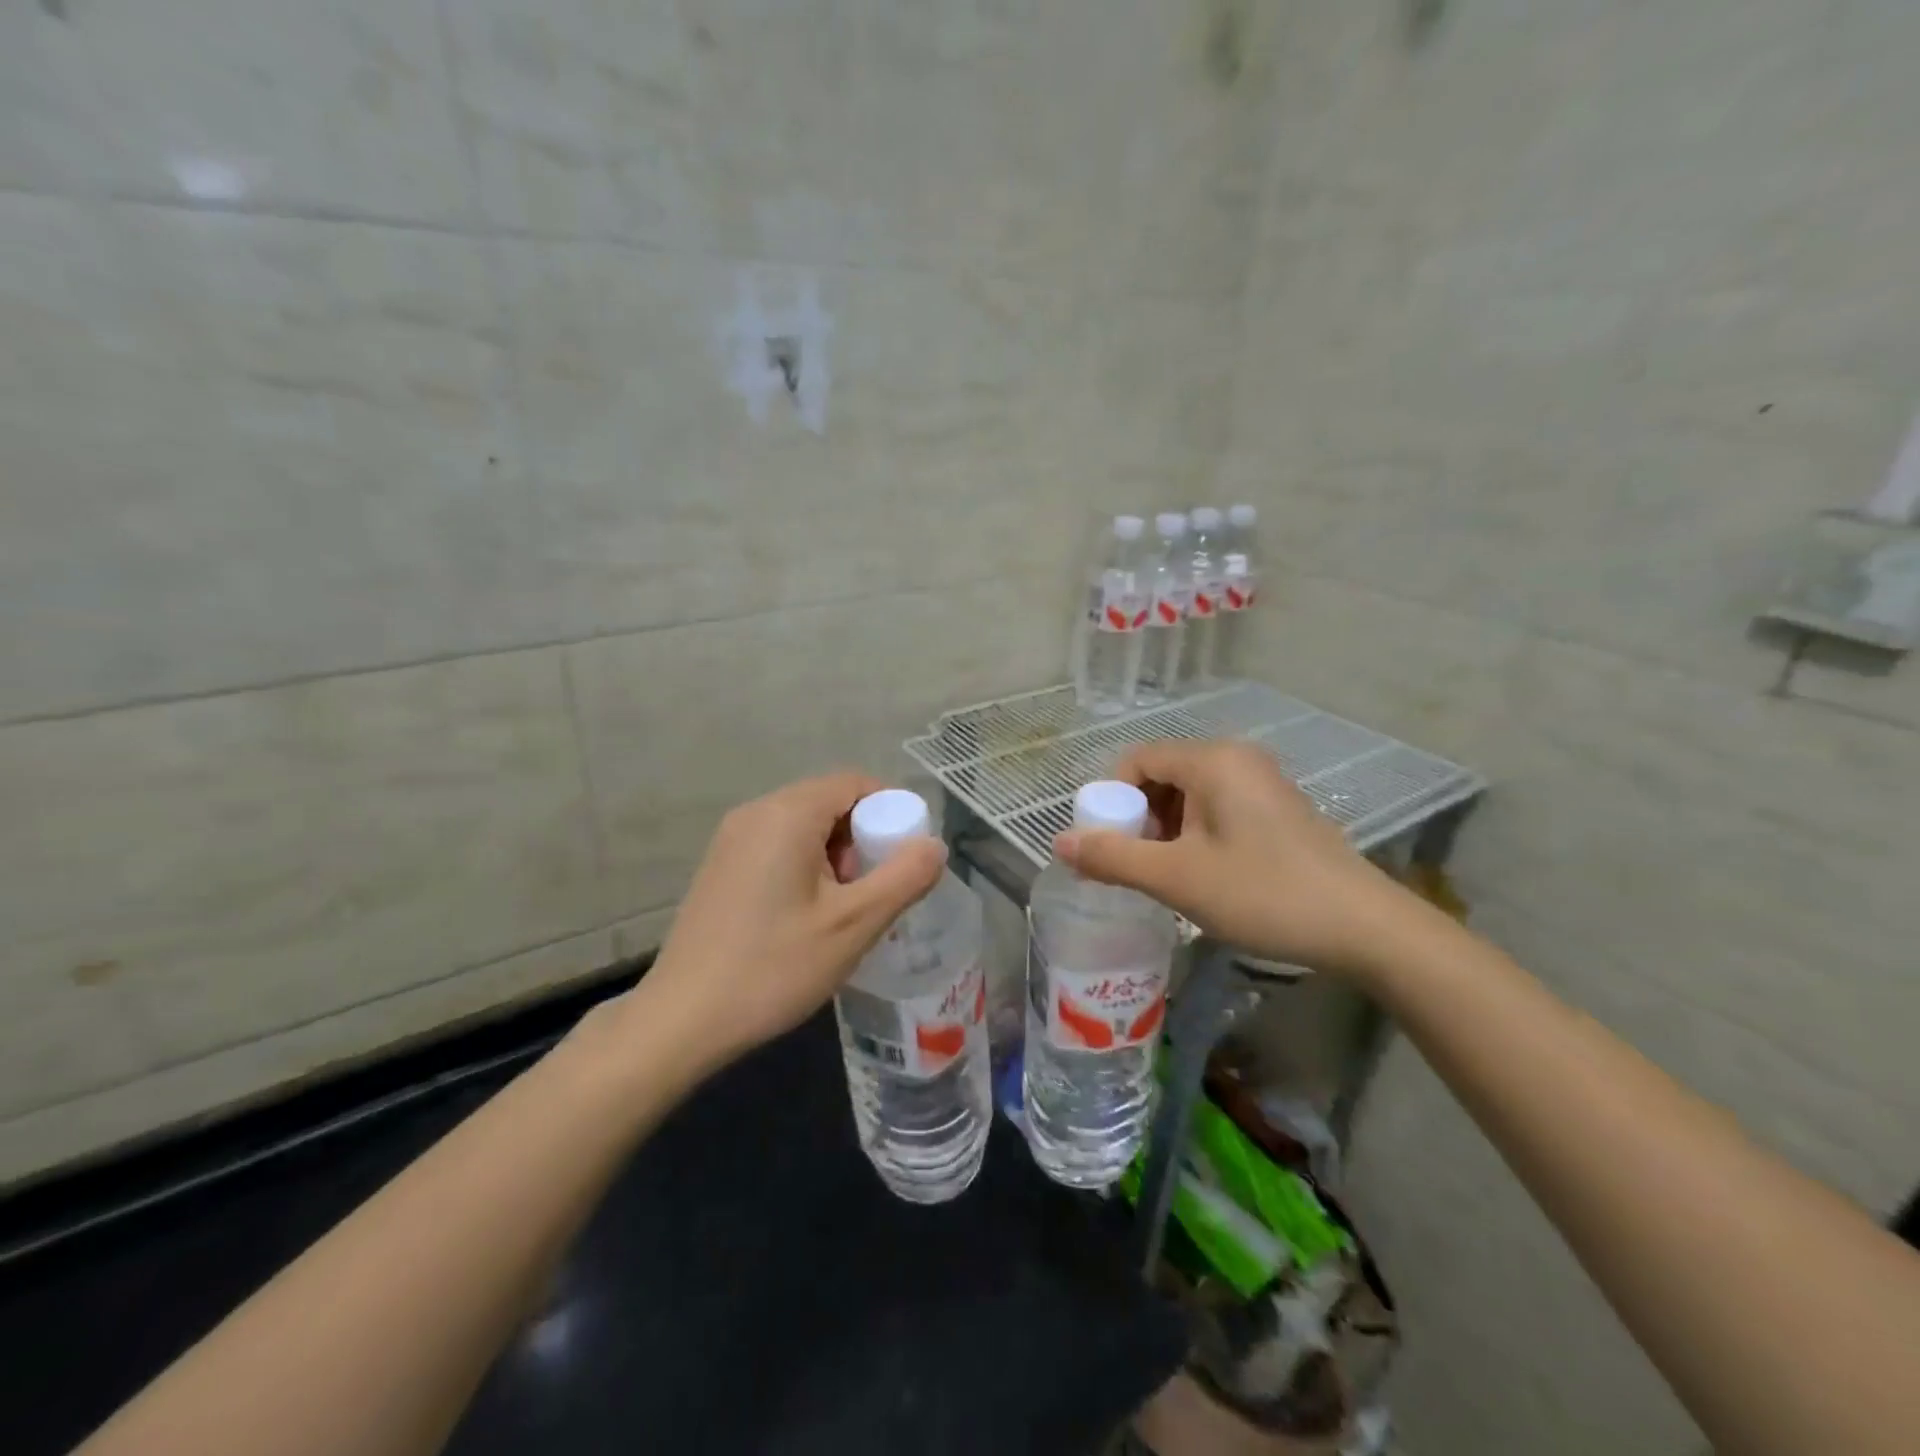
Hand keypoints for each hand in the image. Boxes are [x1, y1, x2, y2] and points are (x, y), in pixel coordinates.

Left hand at [609, 772, 946, 1075]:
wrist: (682, 1020)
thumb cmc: (774, 967)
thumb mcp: (854, 925)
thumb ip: (904, 878)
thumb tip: (935, 845)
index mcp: (787, 814)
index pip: (855, 783)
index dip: (891, 811)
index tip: (906, 857)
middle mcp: (755, 813)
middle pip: (829, 802)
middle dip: (863, 838)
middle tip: (874, 891)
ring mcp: (731, 839)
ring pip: (804, 826)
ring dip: (836, 855)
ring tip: (843, 910)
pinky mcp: (720, 867)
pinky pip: (778, 846)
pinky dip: (807, 866)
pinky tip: (807, 917)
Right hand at [1053, 739, 1423, 976]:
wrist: (1365, 928)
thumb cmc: (1264, 894)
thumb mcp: (1178, 879)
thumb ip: (1114, 857)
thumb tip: (1059, 843)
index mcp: (1212, 760)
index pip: (1137, 759)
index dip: (1111, 798)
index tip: (1107, 844)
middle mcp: (1237, 758)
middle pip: (1162, 774)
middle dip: (1139, 816)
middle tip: (1137, 864)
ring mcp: (1262, 782)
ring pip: (1189, 793)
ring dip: (1166, 829)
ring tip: (1168, 875)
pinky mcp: (1278, 808)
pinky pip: (1217, 806)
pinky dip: (1195, 833)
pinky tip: (1203, 873)